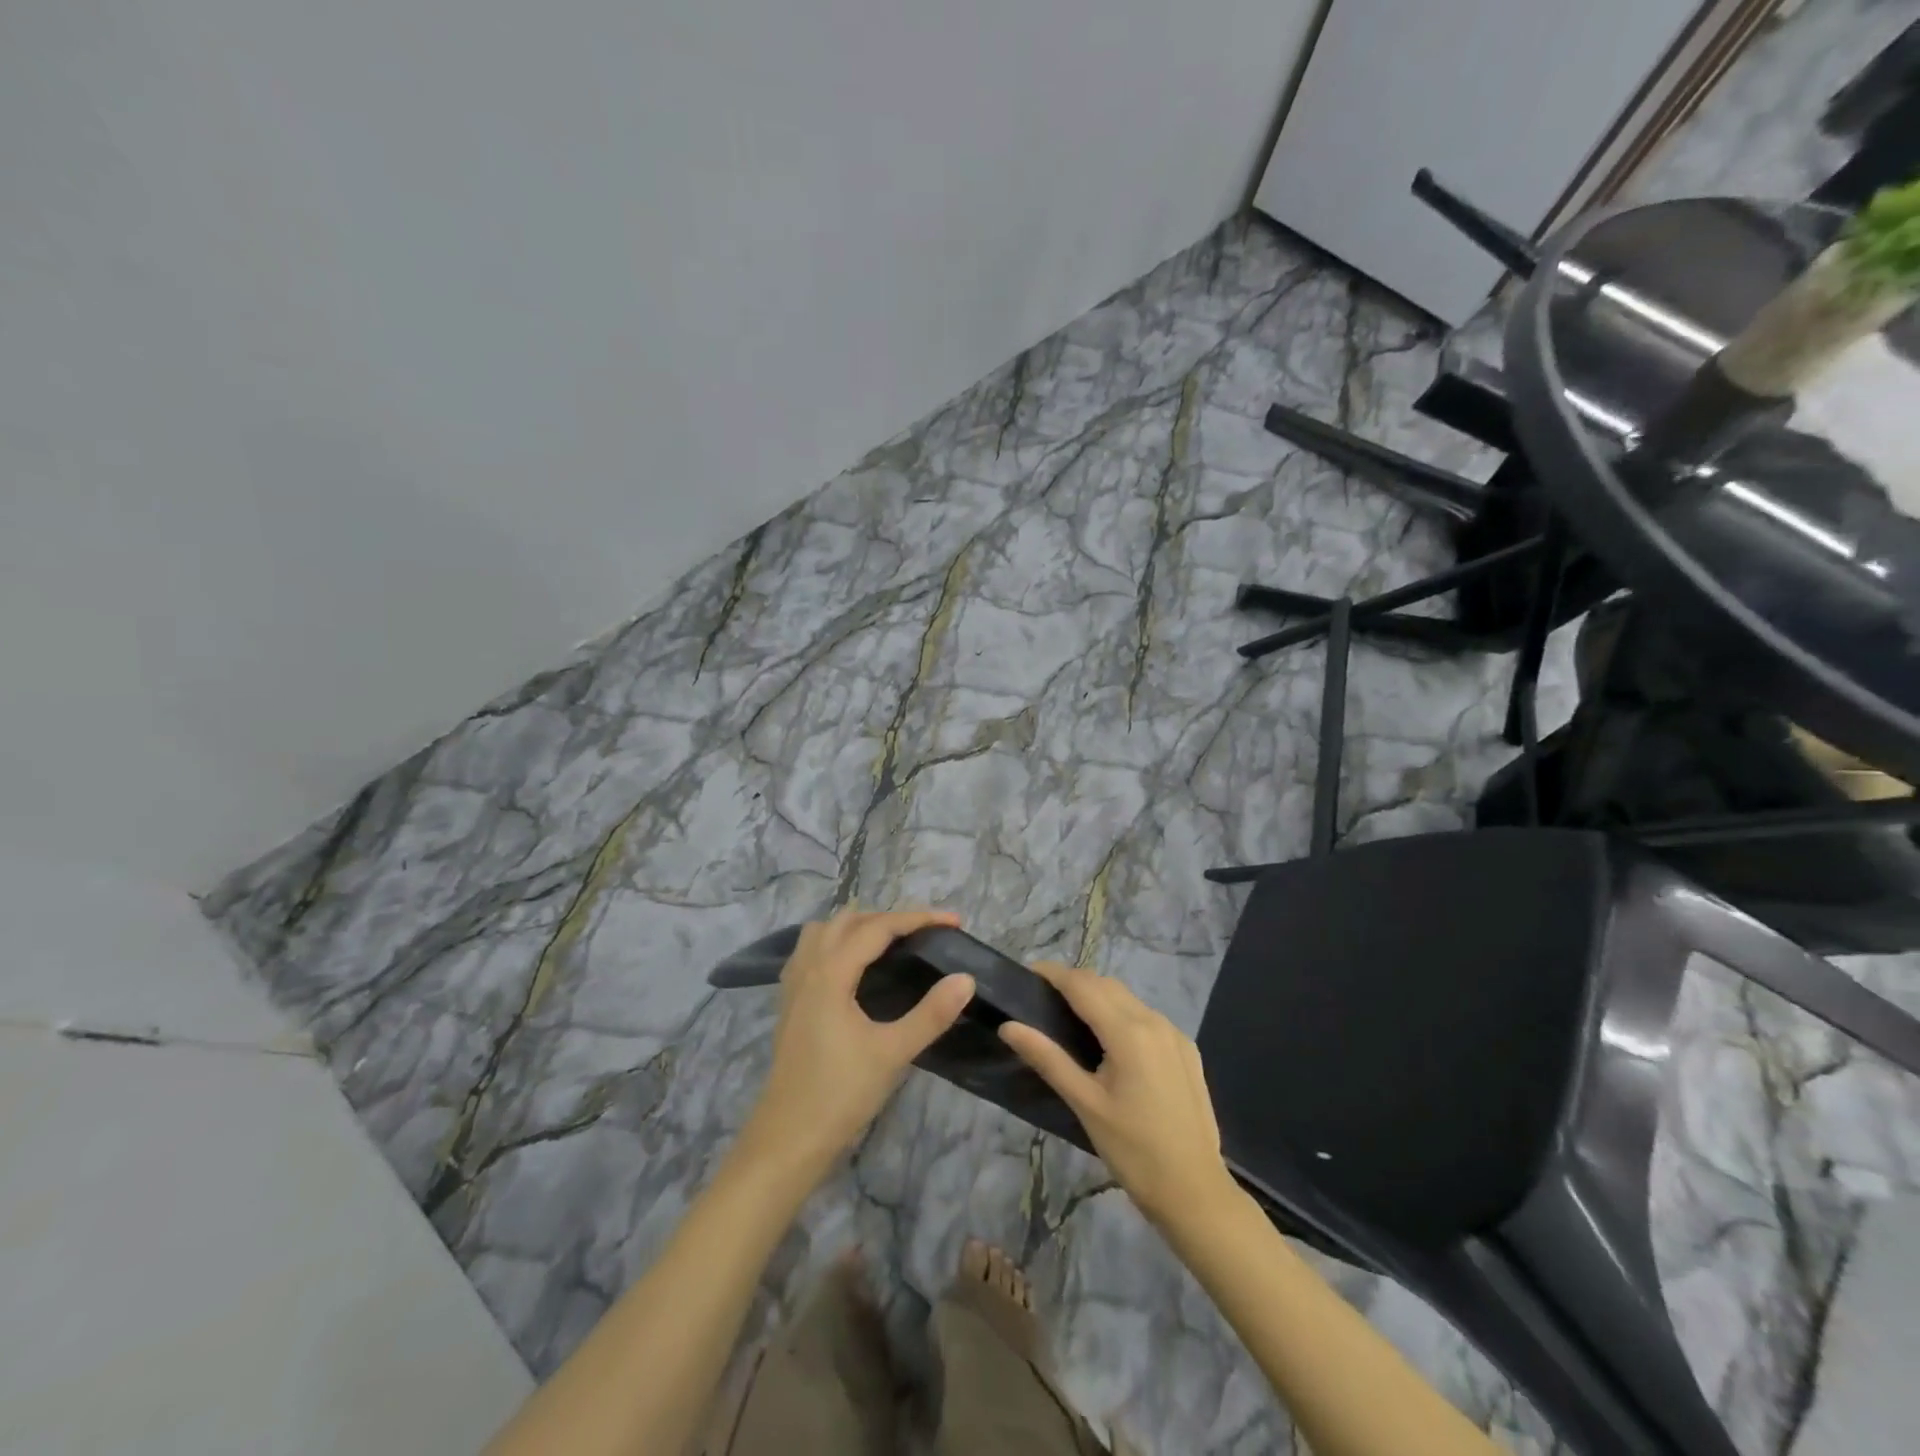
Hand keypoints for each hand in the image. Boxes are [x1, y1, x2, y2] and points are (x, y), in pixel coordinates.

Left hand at [739, 908, 974, 1178]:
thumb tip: (966, 978)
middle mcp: (808, 968)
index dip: (918, 918)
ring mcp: (793, 986)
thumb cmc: (840, 1095)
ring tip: (889, 942)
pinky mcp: (789, 1004)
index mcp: (831, 973)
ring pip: (823, 932)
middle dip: (889, 917)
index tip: (954, 922)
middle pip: (848, 920)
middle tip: (925, 934)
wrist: (786, 1141)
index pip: (878, 927)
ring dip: (857, 926)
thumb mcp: (893, 1053)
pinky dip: (835, 944)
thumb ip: (932, 1013)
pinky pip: (810, 952)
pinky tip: (852, 969)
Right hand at [999, 962, 1233, 1226]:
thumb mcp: (1085, 1104)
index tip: (1026, 974)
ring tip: (1070, 1017)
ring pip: (1128, 999)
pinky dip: (1122, 1014)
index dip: (1053, 973)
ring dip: (1098, 996)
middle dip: (1074, 982)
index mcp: (1128, 1031)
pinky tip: (1110, 1041)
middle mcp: (1154, 1020)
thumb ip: (1047, 1058)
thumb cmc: (1133, 1150)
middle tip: (1042, 998)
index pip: (1083, 985)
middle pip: (1106, 985)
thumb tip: (1009, 1026)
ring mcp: (1175, 1034)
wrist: (1195, 1192)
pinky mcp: (1187, 1050)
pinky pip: (1147, 1017)